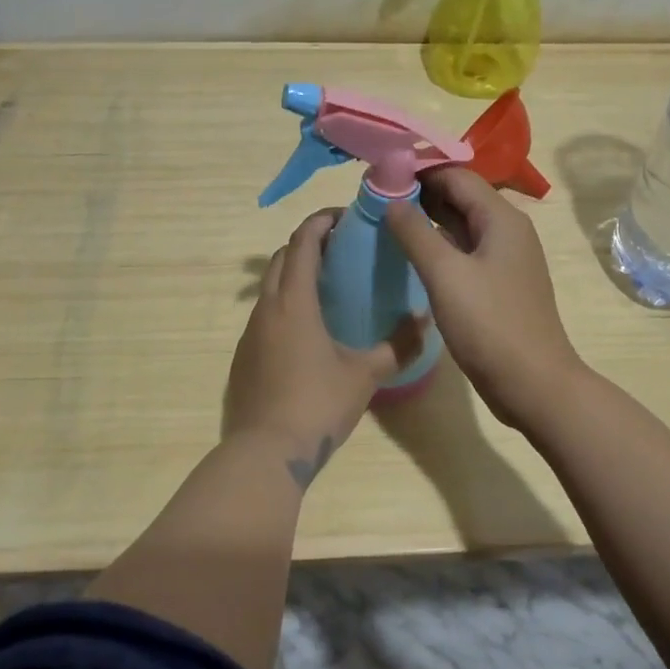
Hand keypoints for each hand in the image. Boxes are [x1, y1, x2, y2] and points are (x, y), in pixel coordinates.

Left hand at [225, 210, 425, 481]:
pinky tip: (308, 327)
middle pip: (282, 257)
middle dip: (308, 243)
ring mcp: (250, 332)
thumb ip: (398, 346)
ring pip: (270, 285)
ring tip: (327, 284)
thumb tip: (425, 320)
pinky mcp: (244, 354)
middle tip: (341, 248)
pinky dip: (285, 301)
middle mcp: (267, 307)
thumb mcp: (364, 375)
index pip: (303, 242)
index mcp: (294, 302)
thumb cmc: (317, 404)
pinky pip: (265, 312)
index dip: (321, 222)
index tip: (345, 217)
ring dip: (294, 272)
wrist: (266, 451)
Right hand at [385, 168, 584, 429]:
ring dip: (427, 219)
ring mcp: (505, 259)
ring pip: (461, 225)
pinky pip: (464, 251)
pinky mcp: (498, 284)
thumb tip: (392, 200)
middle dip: (420, 193)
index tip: (379, 173)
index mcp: (501, 218)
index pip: (456, 176)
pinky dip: (438, 245)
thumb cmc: (490, 325)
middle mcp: (507, 230)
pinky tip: (411, 253)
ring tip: (385, 219)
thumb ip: (415, 232)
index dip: (418, 170)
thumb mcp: (446, 274)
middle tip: (375, 196)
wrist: (533, 384)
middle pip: (460, 197)